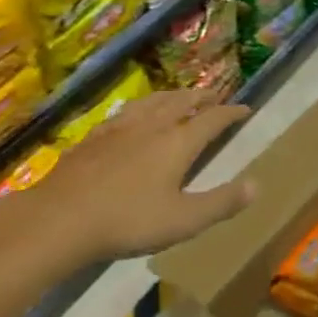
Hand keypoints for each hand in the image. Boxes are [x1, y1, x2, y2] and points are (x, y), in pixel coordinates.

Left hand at [23, 89, 254, 265]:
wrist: (61, 217)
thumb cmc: (128, 221)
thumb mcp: (183, 220)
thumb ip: (221, 202)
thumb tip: (257, 184)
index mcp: (178, 142)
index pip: (212, 119)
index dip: (231, 112)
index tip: (245, 108)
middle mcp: (153, 125)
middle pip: (183, 102)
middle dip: (202, 97)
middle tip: (214, 96)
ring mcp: (121, 127)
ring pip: (154, 101)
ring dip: (173, 96)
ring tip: (180, 97)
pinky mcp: (95, 135)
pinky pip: (126, 111)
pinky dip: (142, 107)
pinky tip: (133, 116)